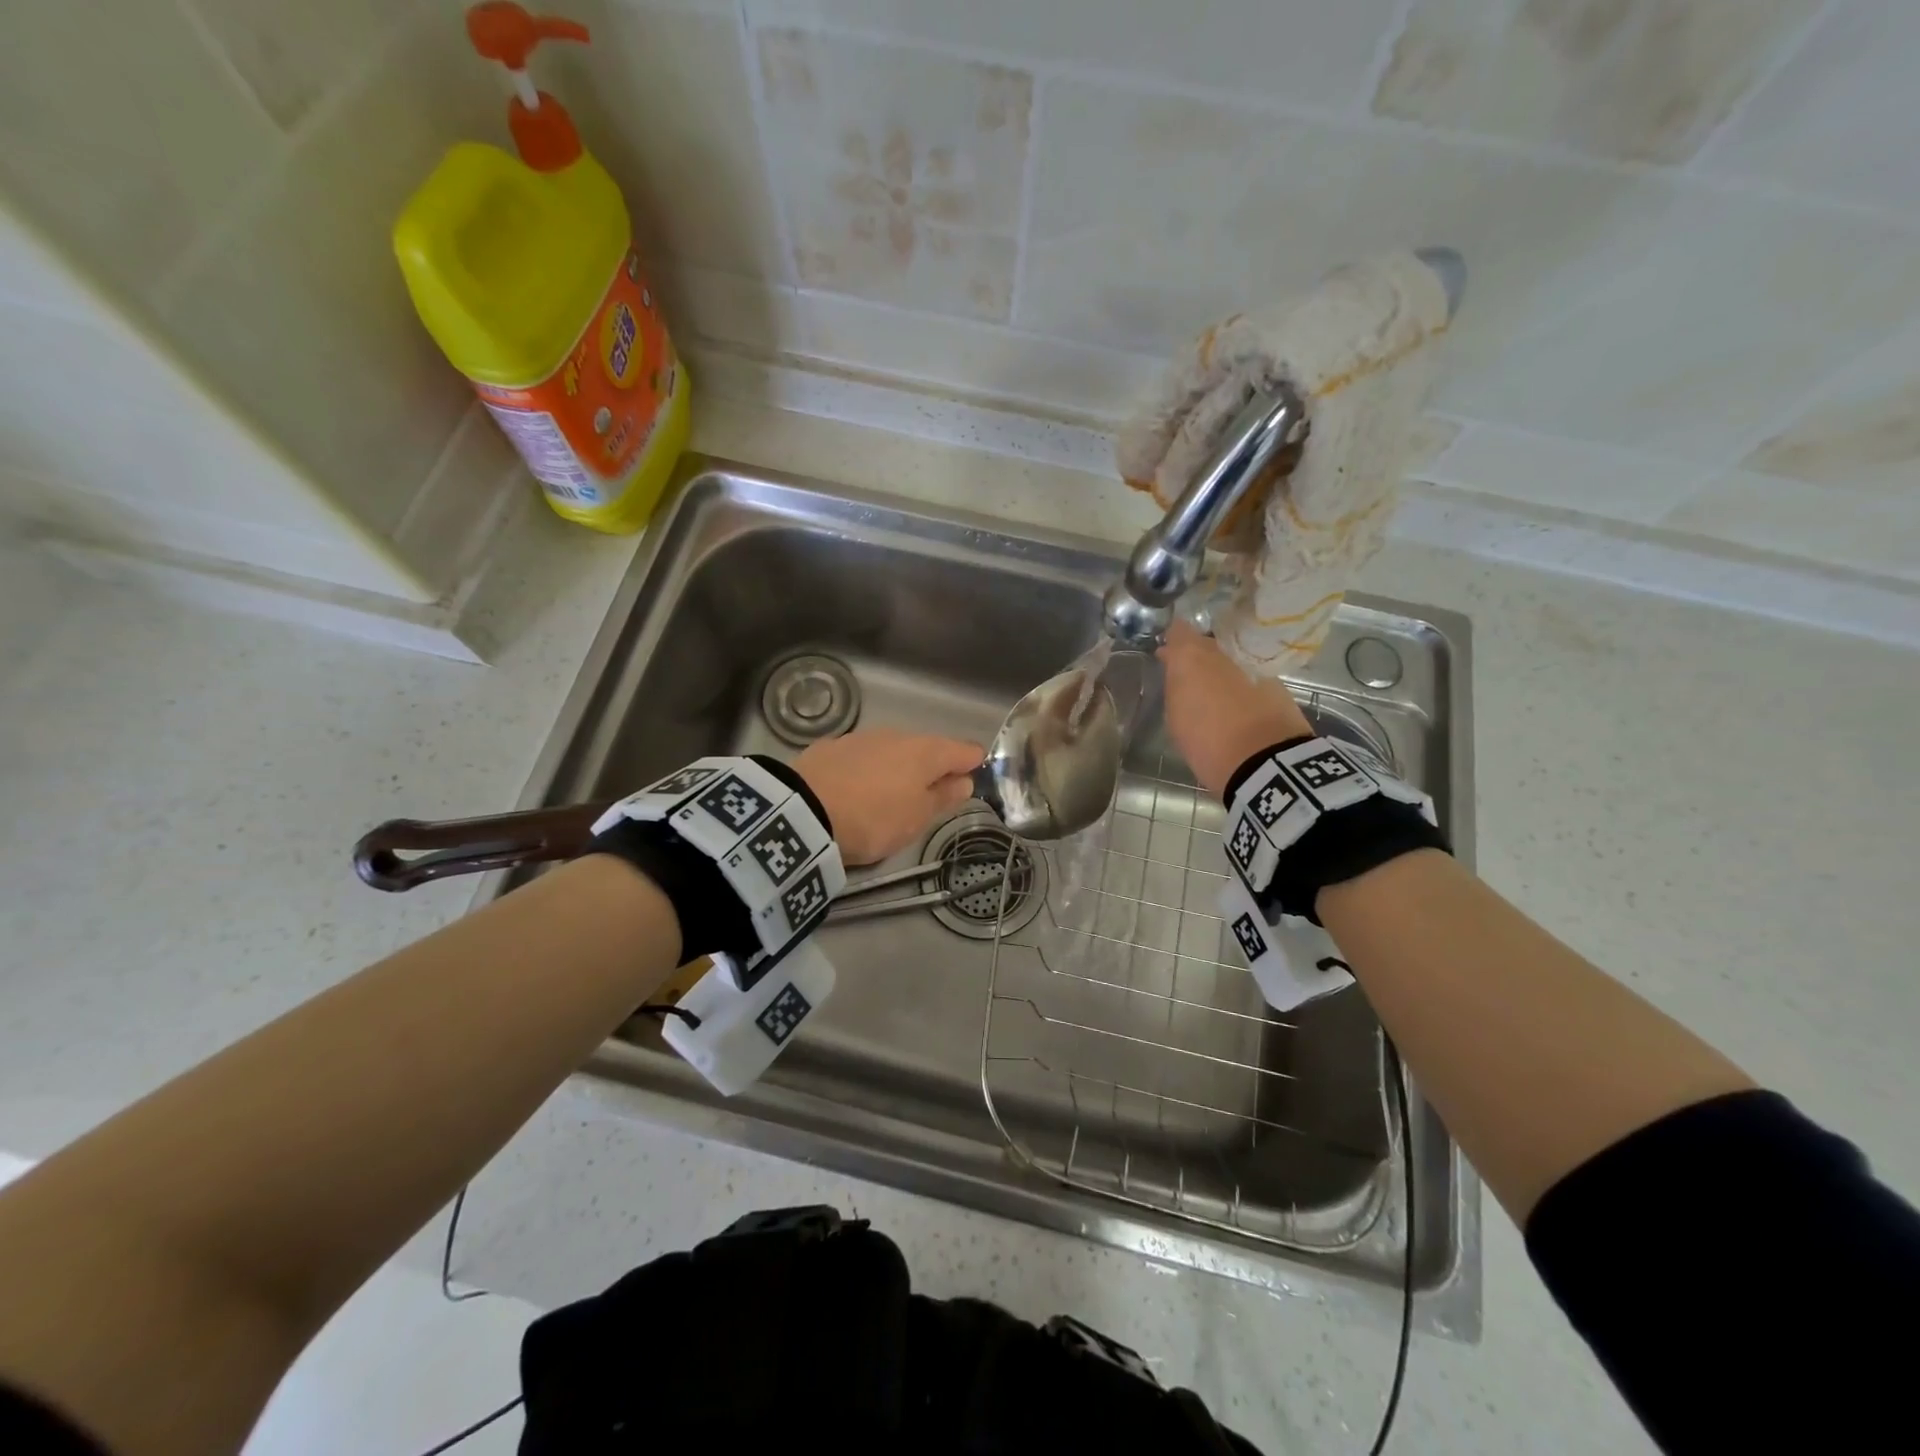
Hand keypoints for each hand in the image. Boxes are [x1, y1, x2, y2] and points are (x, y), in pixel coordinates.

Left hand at [795, 729, 983, 865]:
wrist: (802, 812)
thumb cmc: (874, 819)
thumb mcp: (916, 819)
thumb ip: (943, 797)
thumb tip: (963, 781)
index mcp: (926, 751)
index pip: (965, 750)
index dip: (973, 765)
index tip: (972, 784)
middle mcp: (897, 735)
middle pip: (927, 750)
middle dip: (932, 769)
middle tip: (927, 800)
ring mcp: (862, 737)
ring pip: (892, 751)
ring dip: (897, 769)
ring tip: (889, 798)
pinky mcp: (830, 746)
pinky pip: (862, 758)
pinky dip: (868, 771)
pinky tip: (857, 791)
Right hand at [1159, 619, 1311, 799]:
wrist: (1263, 761)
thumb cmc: (1206, 742)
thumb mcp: (1176, 717)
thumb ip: (1175, 687)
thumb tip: (1177, 672)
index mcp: (1191, 657)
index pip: (1178, 630)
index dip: (1173, 639)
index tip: (1167, 654)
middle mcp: (1223, 652)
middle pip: (1207, 643)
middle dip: (1197, 655)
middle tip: (1190, 677)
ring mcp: (1252, 664)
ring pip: (1231, 659)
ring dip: (1222, 670)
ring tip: (1216, 694)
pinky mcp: (1277, 681)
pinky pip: (1251, 675)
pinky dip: (1243, 684)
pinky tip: (1240, 705)